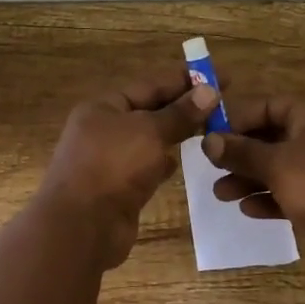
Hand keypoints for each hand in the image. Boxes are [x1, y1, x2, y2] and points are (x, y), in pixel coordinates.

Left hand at [38, 69, 218, 268]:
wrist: (81, 227)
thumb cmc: (112, 167)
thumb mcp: (149, 132)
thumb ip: (180, 114)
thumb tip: (209, 91)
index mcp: (103, 107)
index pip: (150, 84)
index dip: (185, 79)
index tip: (221, 76)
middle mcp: (103, 130)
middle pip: (150, 111)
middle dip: (183, 107)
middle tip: (223, 104)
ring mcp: (109, 161)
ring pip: (149, 141)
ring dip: (175, 135)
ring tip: (210, 129)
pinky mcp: (118, 189)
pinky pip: (145, 168)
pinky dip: (162, 163)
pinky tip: (181, 162)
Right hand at [202, 95, 304, 256]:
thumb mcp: (277, 166)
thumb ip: (241, 152)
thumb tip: (208, 140)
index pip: (265, 104)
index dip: (234, 118)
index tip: (207, 136)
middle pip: (270, 136)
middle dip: (239, 154)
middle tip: (211, 168)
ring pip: (279, 165)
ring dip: (249, 179)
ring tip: (221, 195)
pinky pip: (293, 189)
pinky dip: (271, 196)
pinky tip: (248, 210)